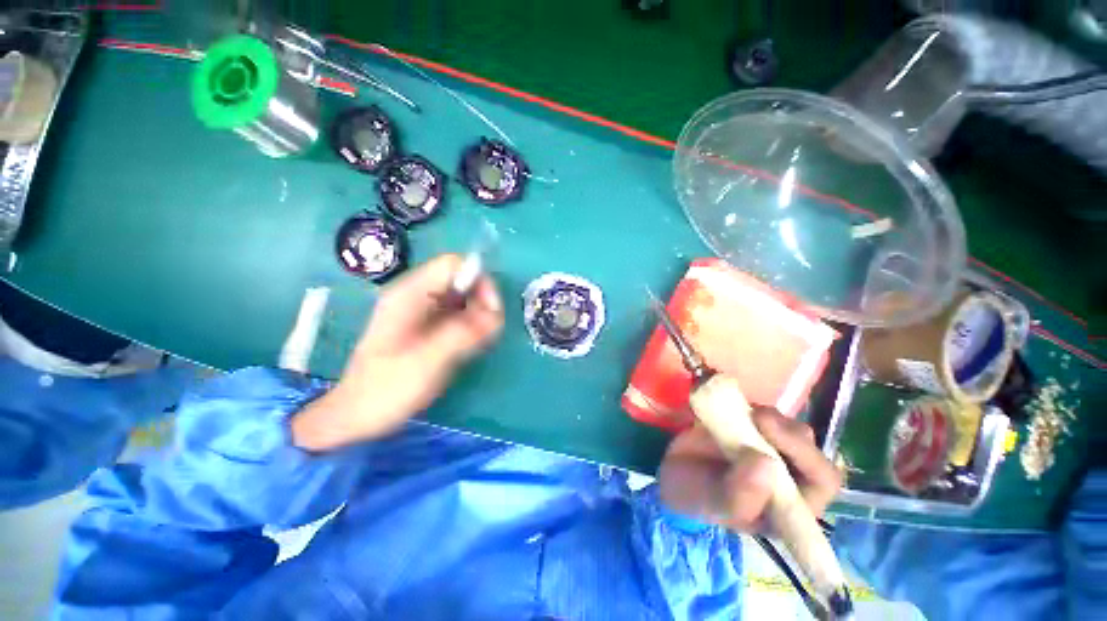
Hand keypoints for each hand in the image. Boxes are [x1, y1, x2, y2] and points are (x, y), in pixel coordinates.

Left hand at [292, 254, 503, 450]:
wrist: (356, 415)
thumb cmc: (387, 388)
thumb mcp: (428, 361)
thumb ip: (463, 333)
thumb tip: (495, 314)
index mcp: (409, 294)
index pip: (453, 264)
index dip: (478, 280)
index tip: (492, 310)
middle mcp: (416, 295)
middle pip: (460, 279)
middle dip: (481, 300)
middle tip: (489, 331)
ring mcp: (421, 310)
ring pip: (462, 297)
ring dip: (478, 315)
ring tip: (480, 341)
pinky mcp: (426, 326)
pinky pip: (457, 314)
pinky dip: (471, 325)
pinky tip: (470, 345)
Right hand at [658, 408, 840, 531]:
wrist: (671, 468)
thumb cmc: (695, 495)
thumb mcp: (712, 503)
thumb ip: (740, 495)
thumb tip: (767, 465)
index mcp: (788, 505)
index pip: (822, 482)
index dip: (809, 457)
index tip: (772, 435)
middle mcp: (788, 475)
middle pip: (810, 448)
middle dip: (787, 432)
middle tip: (757, 417)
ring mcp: (770, 447)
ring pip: (788, 426)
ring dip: (769, 417)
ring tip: (741, 414)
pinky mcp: (751, 427)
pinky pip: (761, 411)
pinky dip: (747, 403)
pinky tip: (729, 403)